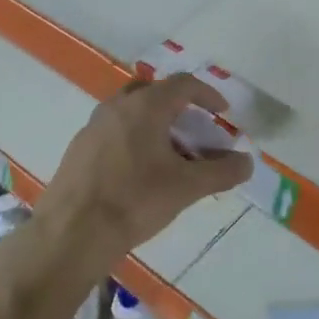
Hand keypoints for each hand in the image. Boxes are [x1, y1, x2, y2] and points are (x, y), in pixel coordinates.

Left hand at [28, 74, 252, 279]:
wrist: (71, 233)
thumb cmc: (135, 201)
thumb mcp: (187, 187)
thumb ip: (222, 172)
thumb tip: (247, 162)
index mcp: (145, 106)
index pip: (183, 84)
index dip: (208, 94)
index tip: (223, 112)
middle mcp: (117, 107)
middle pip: (154, 93)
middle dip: (179, 107)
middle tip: (195, 132)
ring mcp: (93, 126)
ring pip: (131, 113)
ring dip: (155, 125)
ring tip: (171, 157)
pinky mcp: (78, 150)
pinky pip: (114, 132)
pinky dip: (134, 140)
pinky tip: (140, 174)